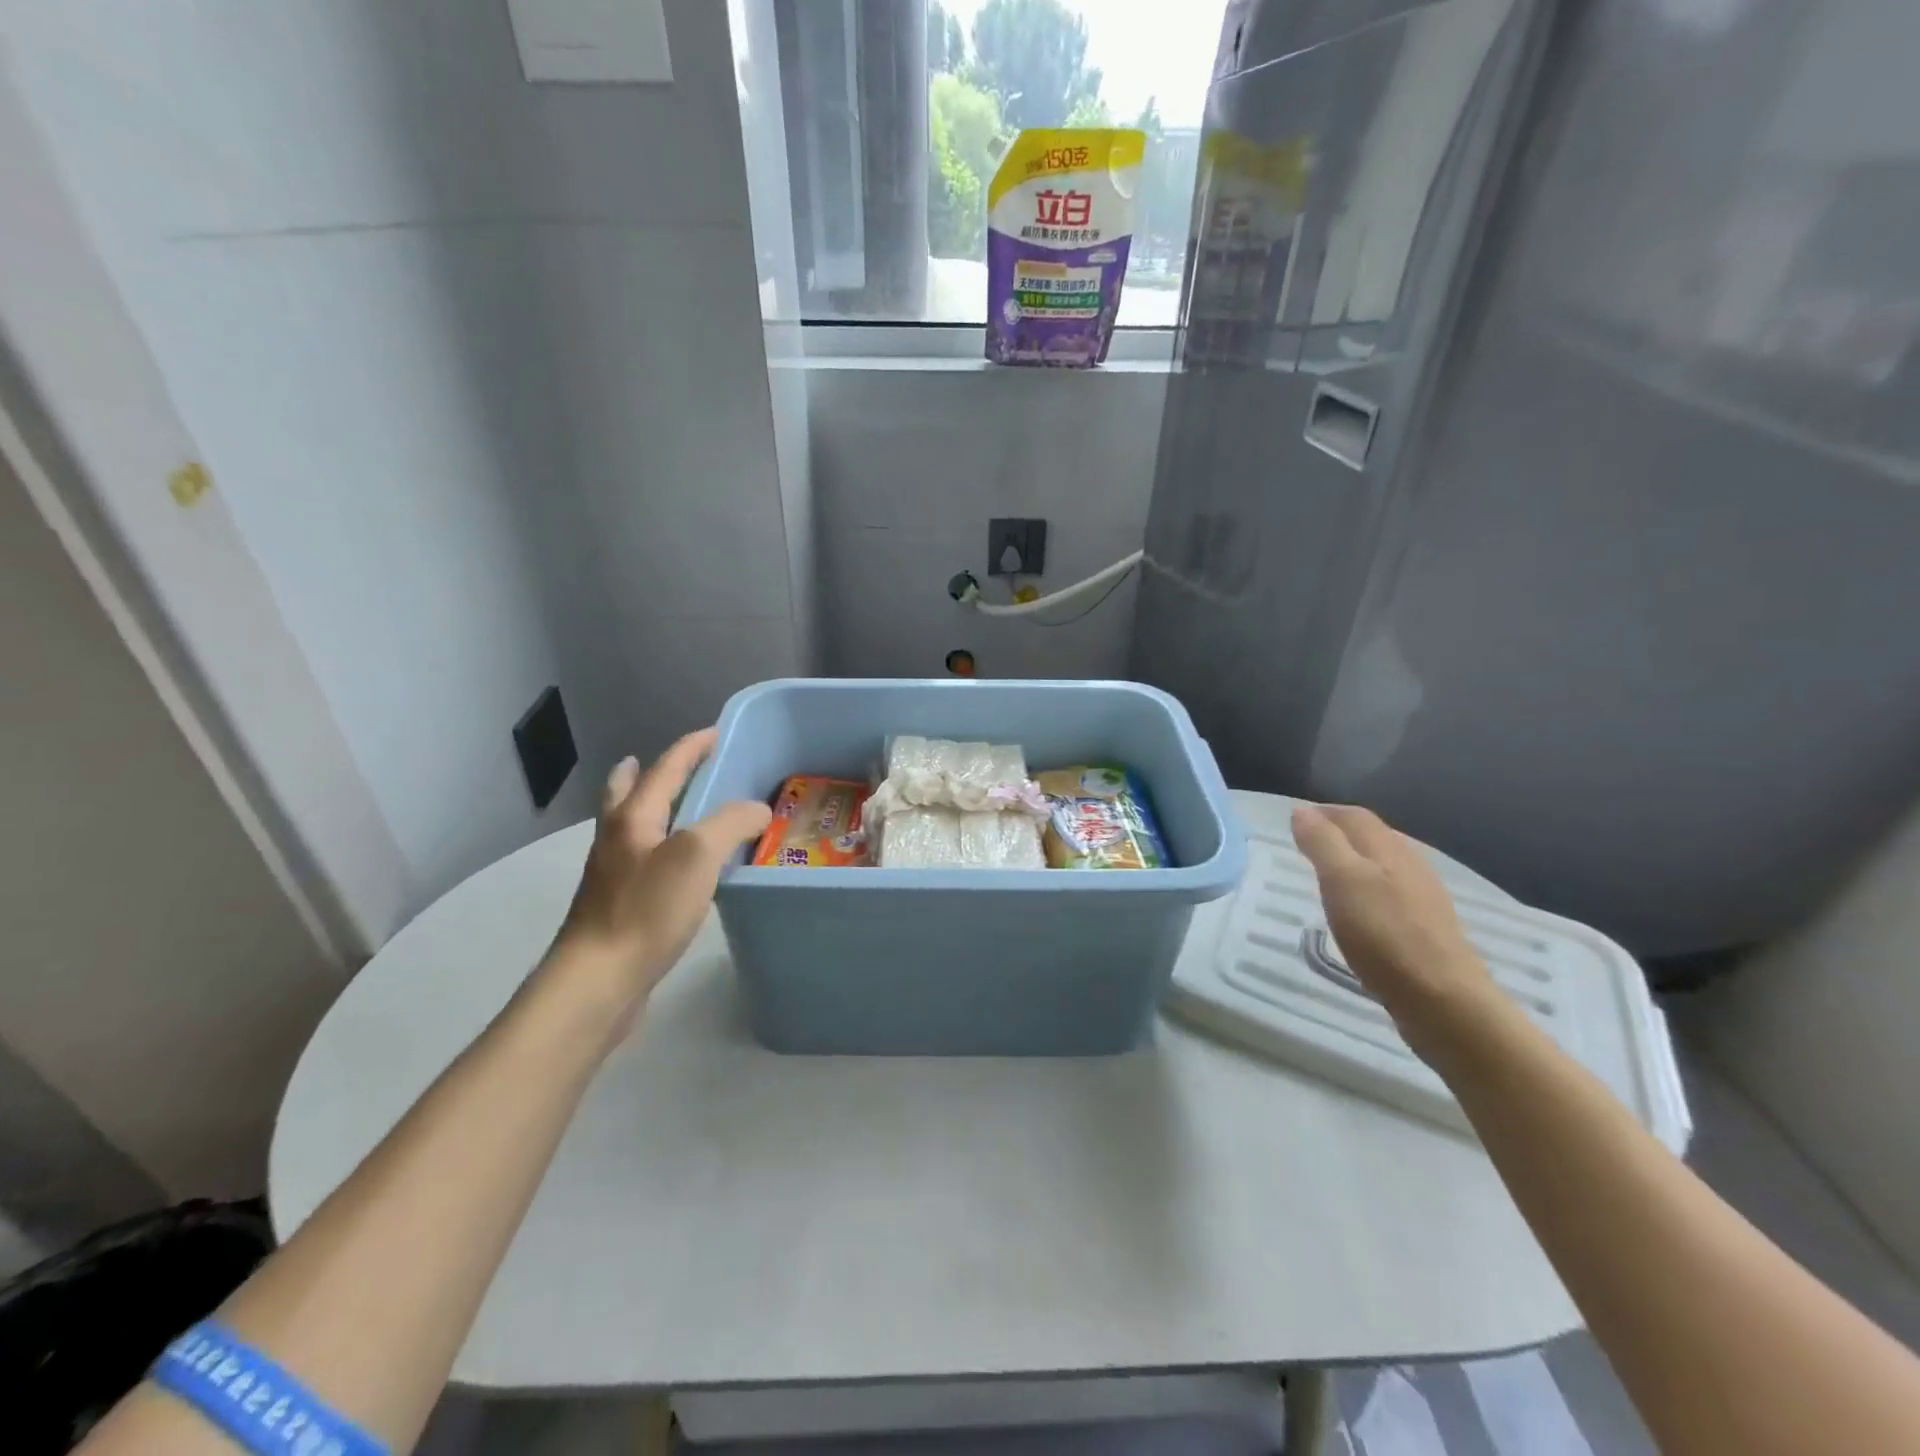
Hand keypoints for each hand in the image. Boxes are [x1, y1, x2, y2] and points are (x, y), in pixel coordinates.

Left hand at [548, 728, 771, 1020]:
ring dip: (648, 807)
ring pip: (630, 826)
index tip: (716, 732)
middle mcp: (617, 839)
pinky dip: (657, 845)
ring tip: (672, 806)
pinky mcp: (617, 906)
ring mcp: (612, 874)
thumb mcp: (698, 855)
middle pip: (627, 792)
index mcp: (633, 817)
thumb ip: (731, 822)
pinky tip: (678, 866)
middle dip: (645, 772)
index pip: (666, 768)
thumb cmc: (647, 909)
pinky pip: (640, 859)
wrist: (600, 979)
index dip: (692, 747)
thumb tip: (757, 809)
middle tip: (667, 762)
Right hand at [1290, 802, 1504, 1059]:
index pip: (1355, 817)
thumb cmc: (1384, 934)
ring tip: (1328, 873)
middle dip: (1341, 832)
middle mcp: (1410, 865)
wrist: (1443, 1000)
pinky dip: (1369, 888)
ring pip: (1385, 864)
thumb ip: (1322, 843)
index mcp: (1388, 849)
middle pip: (1373, 837)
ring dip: (1356, 860)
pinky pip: (1392, 892)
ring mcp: (1422, 898)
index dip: (1325, 813)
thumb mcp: (1342, 881)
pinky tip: (1359, 909)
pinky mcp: (1426, 928)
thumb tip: (1302, 811)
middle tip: (1308, 842)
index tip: (1297, 818)